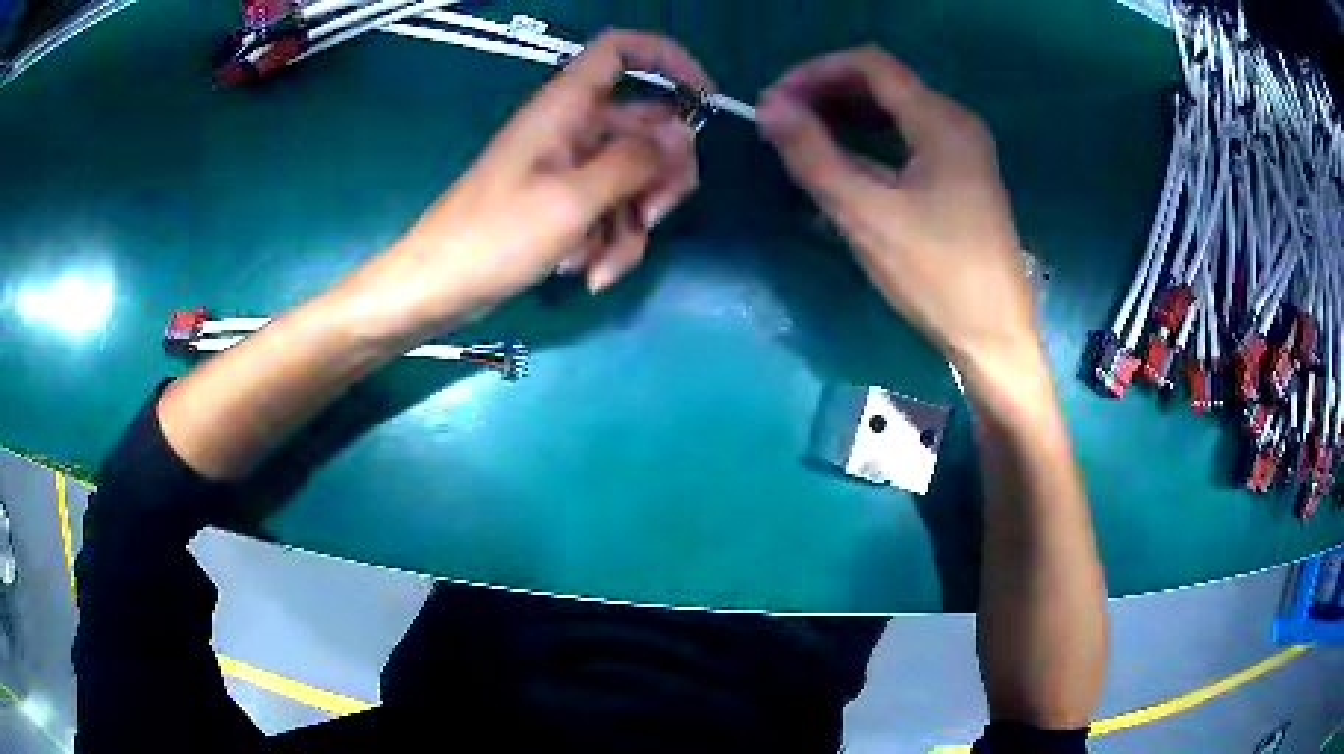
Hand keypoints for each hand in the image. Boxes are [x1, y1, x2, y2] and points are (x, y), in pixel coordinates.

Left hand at [347, 31, 710, 338]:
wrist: (439, 288)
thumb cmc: (495, 236)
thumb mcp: (573, 200)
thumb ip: (635, 161)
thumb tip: (682, 132)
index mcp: (567, 107)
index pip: (621, 51)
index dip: (668, 60)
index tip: (705, 99)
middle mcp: (574, 129)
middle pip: (648, 127)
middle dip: (661, 177)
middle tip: (652, 216)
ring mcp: (570, 169)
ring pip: (634, 180)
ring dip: (631, 227)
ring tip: (600, 266)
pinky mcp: (565, 204)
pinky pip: (610, 212)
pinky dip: (608, 244)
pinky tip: (586, 275)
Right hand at [757, 47, 1039, 375]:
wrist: (994, 336)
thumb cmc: (937, 276)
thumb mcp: (867, 215)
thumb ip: (814, 156)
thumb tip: (768, 107)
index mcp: (940, 121)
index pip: (870, 65)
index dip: (816, 71)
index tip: (777, 100)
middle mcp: (956, 124)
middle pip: (884, 85)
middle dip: (828, 94)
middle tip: (783, 121)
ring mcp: (963, 153)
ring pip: (895, 114)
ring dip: (846, 118)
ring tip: (803, 140)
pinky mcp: (962, 181)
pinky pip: (908, 143)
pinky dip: (871, 143)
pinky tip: (843, 166)